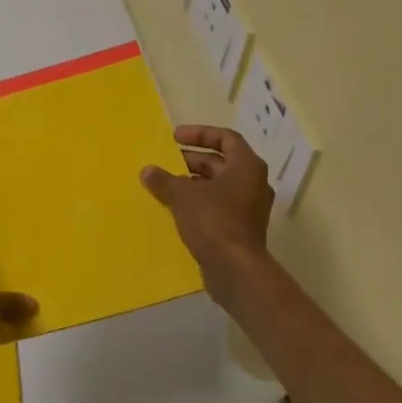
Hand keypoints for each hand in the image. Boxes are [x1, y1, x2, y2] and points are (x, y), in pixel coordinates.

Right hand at [140, 126, 275, 300]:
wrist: (234, 268)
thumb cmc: (213, 220)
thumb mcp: (183, 195)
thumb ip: (164, 180)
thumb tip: (147, 171)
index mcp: (247, 166)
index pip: (226, 138)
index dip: (200, 133)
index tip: (175, 137)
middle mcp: (253, 183)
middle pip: (221, 162)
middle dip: (192, 160)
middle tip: (167, 161)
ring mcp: (249, 207)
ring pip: (219, 186)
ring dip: (193, 182)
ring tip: (167, 185)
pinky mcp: (241, 228)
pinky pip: (218, 205)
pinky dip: (199, 202)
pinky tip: (176, 208)